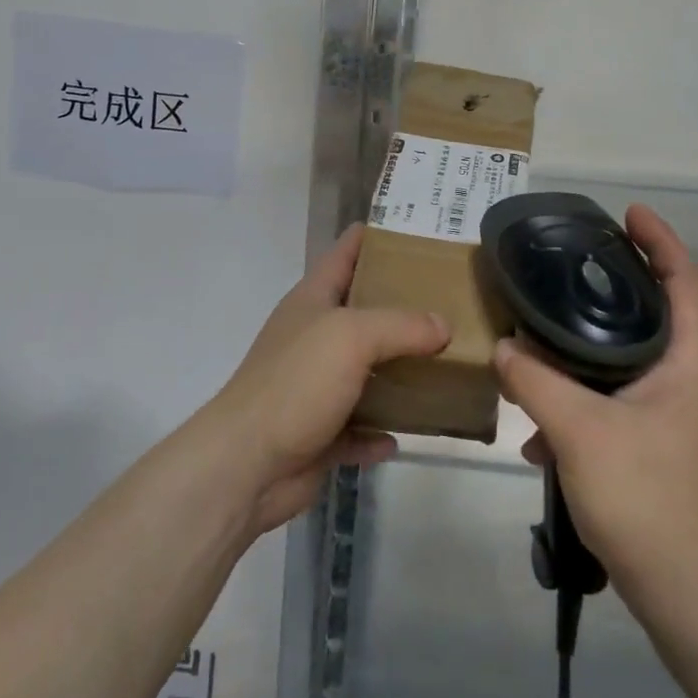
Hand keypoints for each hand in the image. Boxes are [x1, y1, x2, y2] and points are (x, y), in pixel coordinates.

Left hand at [202, 225, 448, 535]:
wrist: (246, 465)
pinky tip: (404, 435)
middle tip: (451, 301)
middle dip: (402, 306)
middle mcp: (313, 337)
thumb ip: (401, 326)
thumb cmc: (295, 384)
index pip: (345, 252)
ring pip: (364, 372)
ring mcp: (313, 386)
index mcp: (313, 300)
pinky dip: (378, 431)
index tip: (420, 233)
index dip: (377, 236)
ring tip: (445, 365)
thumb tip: (443, 325)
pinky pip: (358, 428)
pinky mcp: (318, 433)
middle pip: (362, 311)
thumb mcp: (351, 337)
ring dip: (397, 373)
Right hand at [494, 204, 697, 614]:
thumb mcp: (580, 431)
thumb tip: (502, 346)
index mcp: (690, 364)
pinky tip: (536, 430)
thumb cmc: (646, 499)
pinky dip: (578, 399)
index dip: (662, 241)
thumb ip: (536, 381)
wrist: (684, 595)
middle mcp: (688, 381)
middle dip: (615, 284)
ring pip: (628, 359)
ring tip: (538, 338)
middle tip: (570, 261)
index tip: (627, 212)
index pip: (687, 282)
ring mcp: (672, 416)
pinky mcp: (653, 444)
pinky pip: (612, 400)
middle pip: (656, 312)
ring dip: (585, 349)